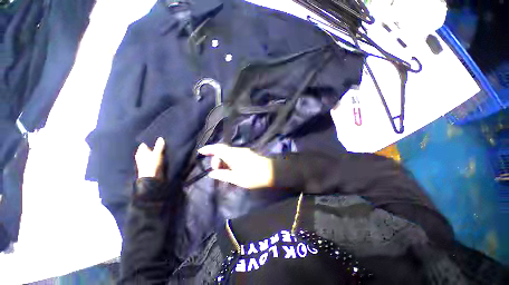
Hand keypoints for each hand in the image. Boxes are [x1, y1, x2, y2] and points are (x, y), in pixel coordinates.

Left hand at [135, 137, 164, 179]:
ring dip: (154, 153)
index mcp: (141, 151)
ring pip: (149, 154)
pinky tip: (160, 156)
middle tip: (161, 143)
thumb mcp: (157, 154)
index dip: (150, 141)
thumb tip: (160, 138)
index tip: (156, 139)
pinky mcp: (148, 166)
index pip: (144, 144)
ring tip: (162, 149)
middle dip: (152, 147)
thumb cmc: (152, 164)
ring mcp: (144, 161)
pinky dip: (155, 157)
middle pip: (147, 149)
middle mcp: (141, 156)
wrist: (151, 178)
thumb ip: (159, 146)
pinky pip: (151, 159)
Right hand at [198, 144, 273, 188]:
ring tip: (224, 172)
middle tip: (216, 171)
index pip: (218, 148)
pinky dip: (229, 160)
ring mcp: (243, 152)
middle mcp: (237, 150)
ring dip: (223, 161)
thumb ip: (223, 175)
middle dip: (216, 159)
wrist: (271, 172)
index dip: (208, 149)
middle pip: (222, 151)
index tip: (200, 151)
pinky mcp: (247, 154)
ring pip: (228, 153)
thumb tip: (211, 173)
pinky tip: (231, 169)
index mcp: (232, 155)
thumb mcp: (236, 178)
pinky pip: (234, 155)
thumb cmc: (252, 176)